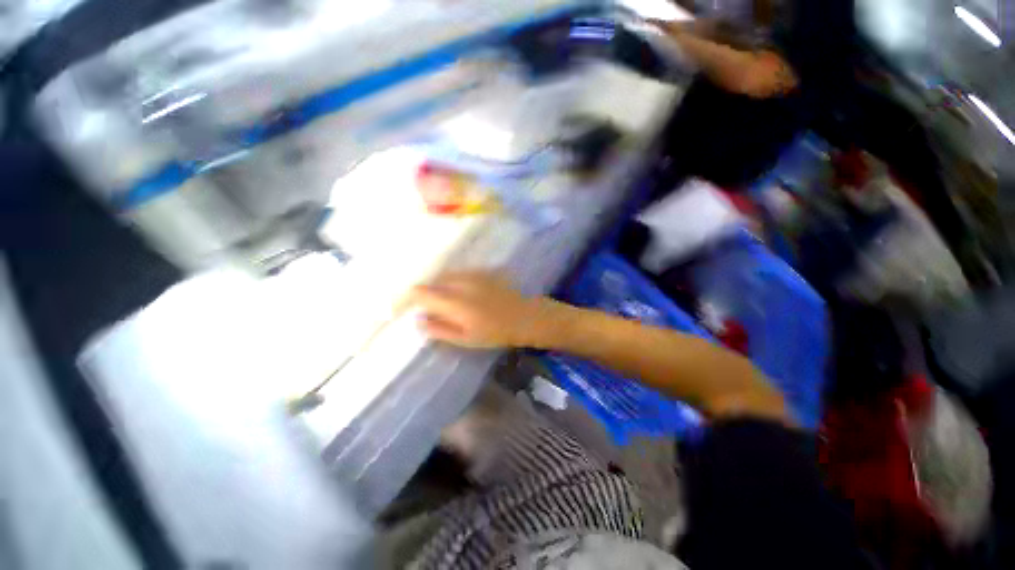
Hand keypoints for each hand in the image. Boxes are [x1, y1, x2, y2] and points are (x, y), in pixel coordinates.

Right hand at [408, 271, 562, 348]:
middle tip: (424, 308)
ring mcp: (472, 274)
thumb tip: (419, 320)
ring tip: (441, 301)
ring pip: (445, 275)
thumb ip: (439, 329)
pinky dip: (452, 281)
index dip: (404, 298)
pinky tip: (460, 293)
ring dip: (437, 286)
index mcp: (453, 301)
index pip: (420, 292)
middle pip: (431, 281)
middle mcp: (459, 282)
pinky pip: (459, 273)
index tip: (398, 308)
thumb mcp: (466, 338)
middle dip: (423, 293)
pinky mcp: (482, 271)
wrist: (525, 316)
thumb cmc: (496, 332)